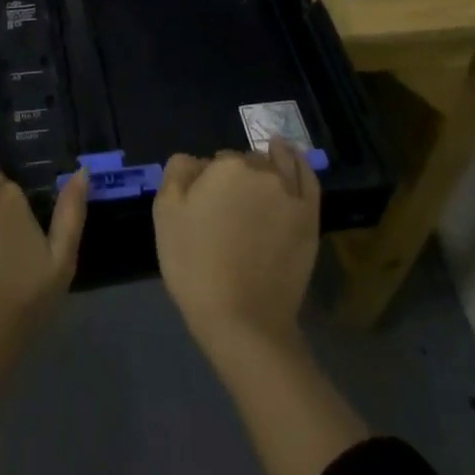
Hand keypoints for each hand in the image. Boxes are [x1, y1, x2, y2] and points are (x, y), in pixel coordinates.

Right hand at [154, 142, 320, 355]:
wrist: (242, 319)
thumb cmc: (196, 265)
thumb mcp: (165, 214)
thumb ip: (177, 173)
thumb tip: (194, 161)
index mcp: (225, 167)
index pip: (211, 162)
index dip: (204, 184)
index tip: (200, 209)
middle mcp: (262, 171)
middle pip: (243, 161)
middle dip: (233, 176)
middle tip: (223, 210)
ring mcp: (290, 193)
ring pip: (275, 161)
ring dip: (266, 161)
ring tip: (256, 172)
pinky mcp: (309, 216)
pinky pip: (306, 175)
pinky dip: (297, 161)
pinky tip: (289, 156)